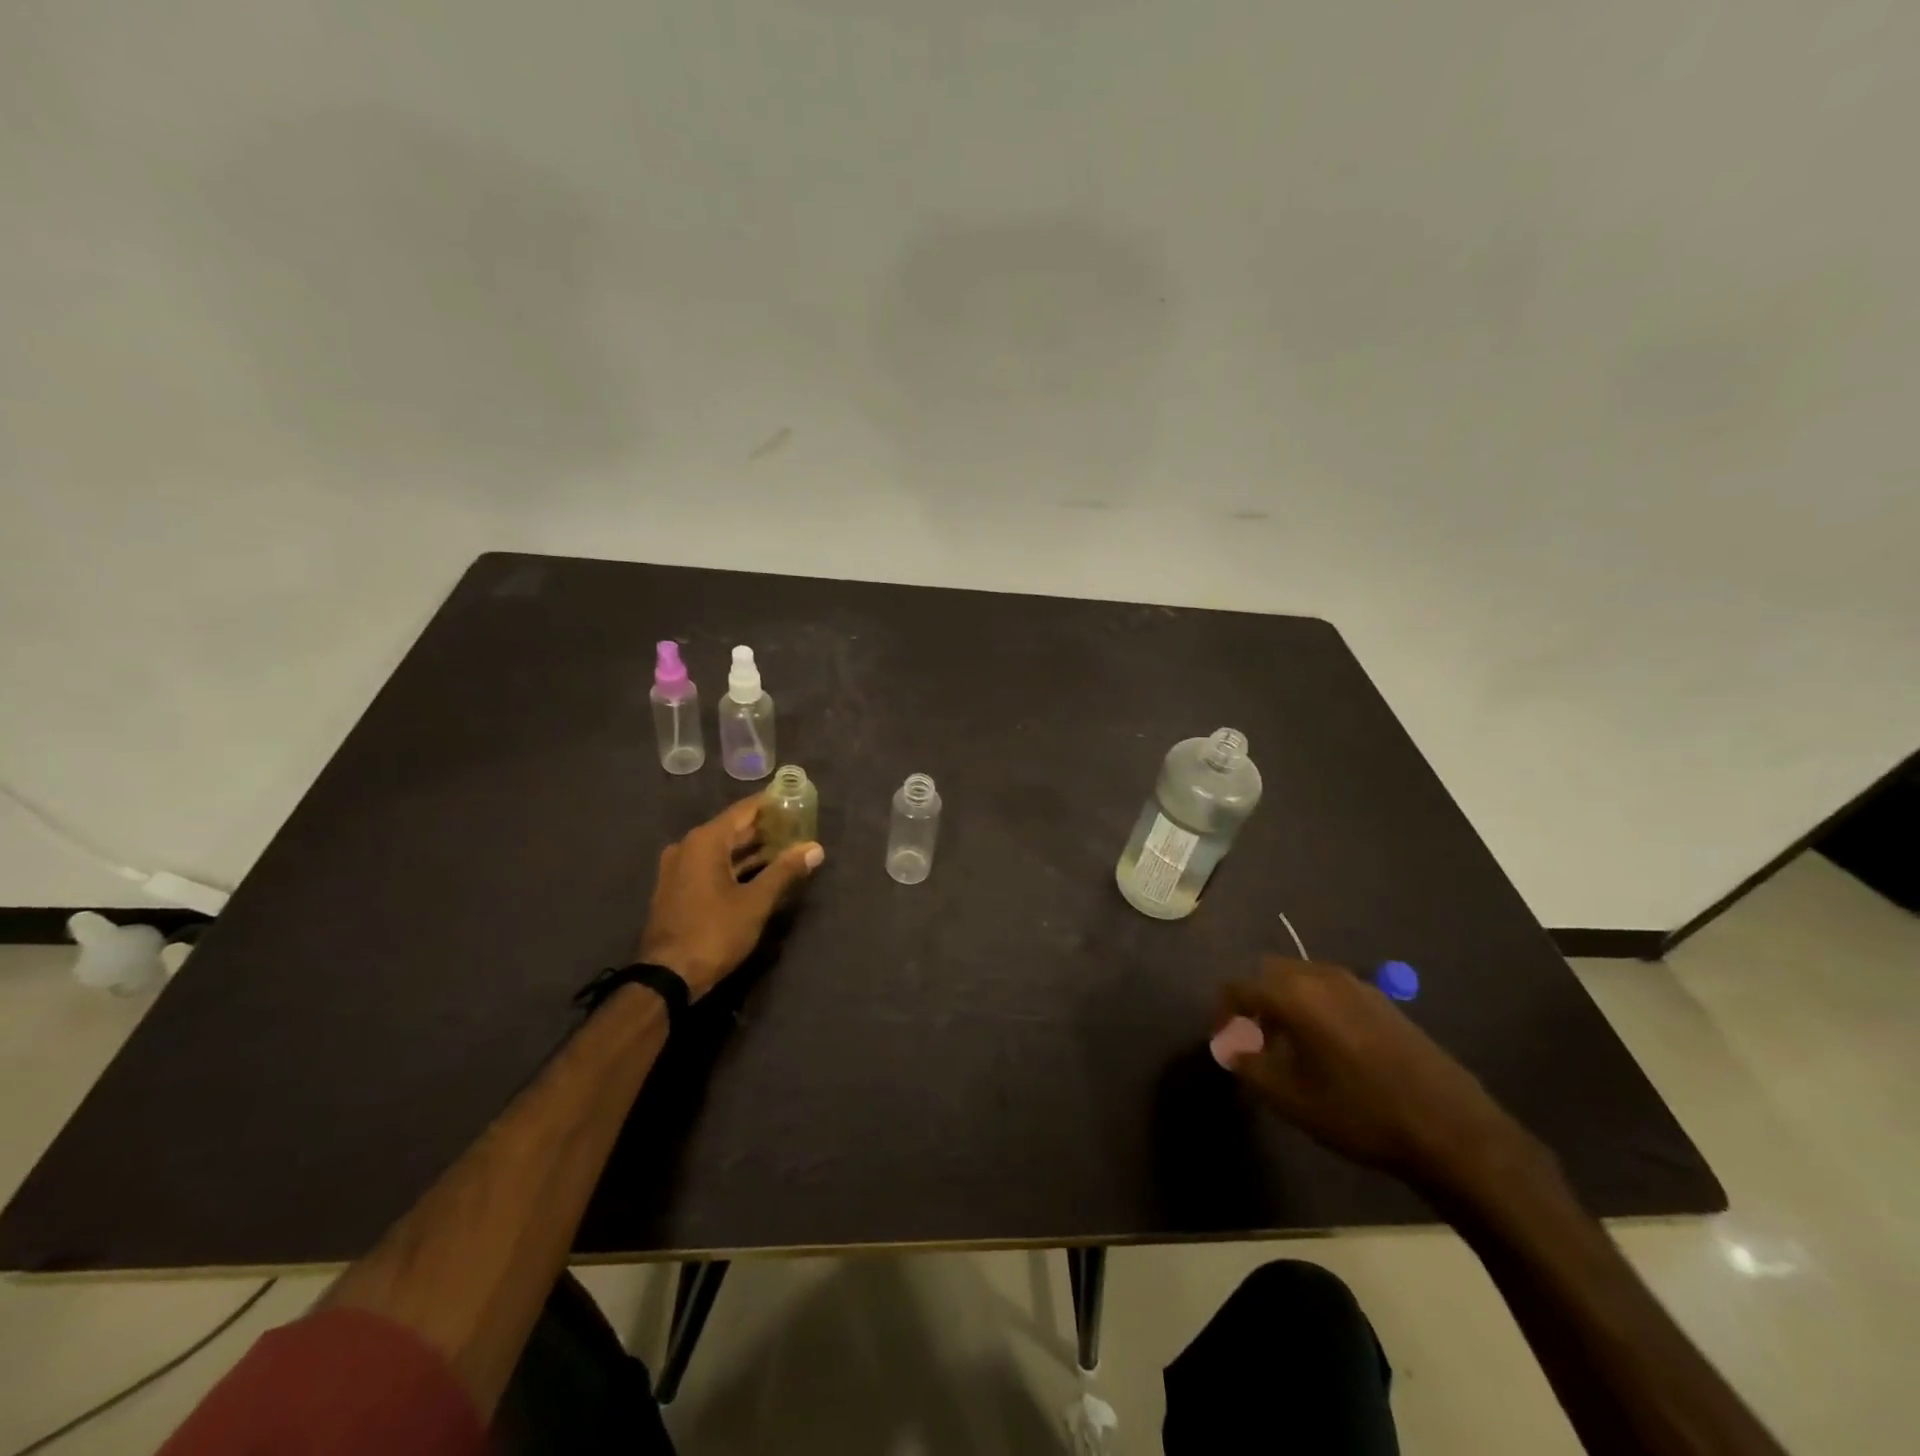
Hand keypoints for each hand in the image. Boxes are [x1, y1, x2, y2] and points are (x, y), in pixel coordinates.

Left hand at [636, 796, 823, 1000]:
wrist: (667, 976)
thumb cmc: (714, 932)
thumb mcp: (756, 902)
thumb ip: (785, 870)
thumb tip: (815, 848)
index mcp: (705, 841)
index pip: (744, 810)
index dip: (770, 804)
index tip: (794, 799)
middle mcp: (688, 846)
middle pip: (732, 828)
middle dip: (764, 828)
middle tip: (796, 825)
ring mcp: (678, 868)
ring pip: (721, 849)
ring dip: (750, 849)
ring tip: (785, 847)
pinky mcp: (676, 889)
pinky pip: (710, 865)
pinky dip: (734, 864)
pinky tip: (759, 872)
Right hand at [1217, 957, 1546, 1195]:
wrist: (1451, 1129)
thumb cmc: (1359, 1113)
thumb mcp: (1291, 1098)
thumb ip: (1249, 1065)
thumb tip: (1228, 1047)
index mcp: (1293, 994)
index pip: (1237, 986)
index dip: (1222, 1013)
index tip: (1224, 1044)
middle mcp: (1320, 975)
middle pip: (1268, 973)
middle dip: (1253, 1002)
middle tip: (1254, 1041)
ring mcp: (1355, 983)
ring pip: (1300, 978)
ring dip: (1283, 1002)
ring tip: (1288, 1046)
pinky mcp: (1381, 999)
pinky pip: (1329, 988)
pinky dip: (1313, 1005)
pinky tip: (1327, 1047)